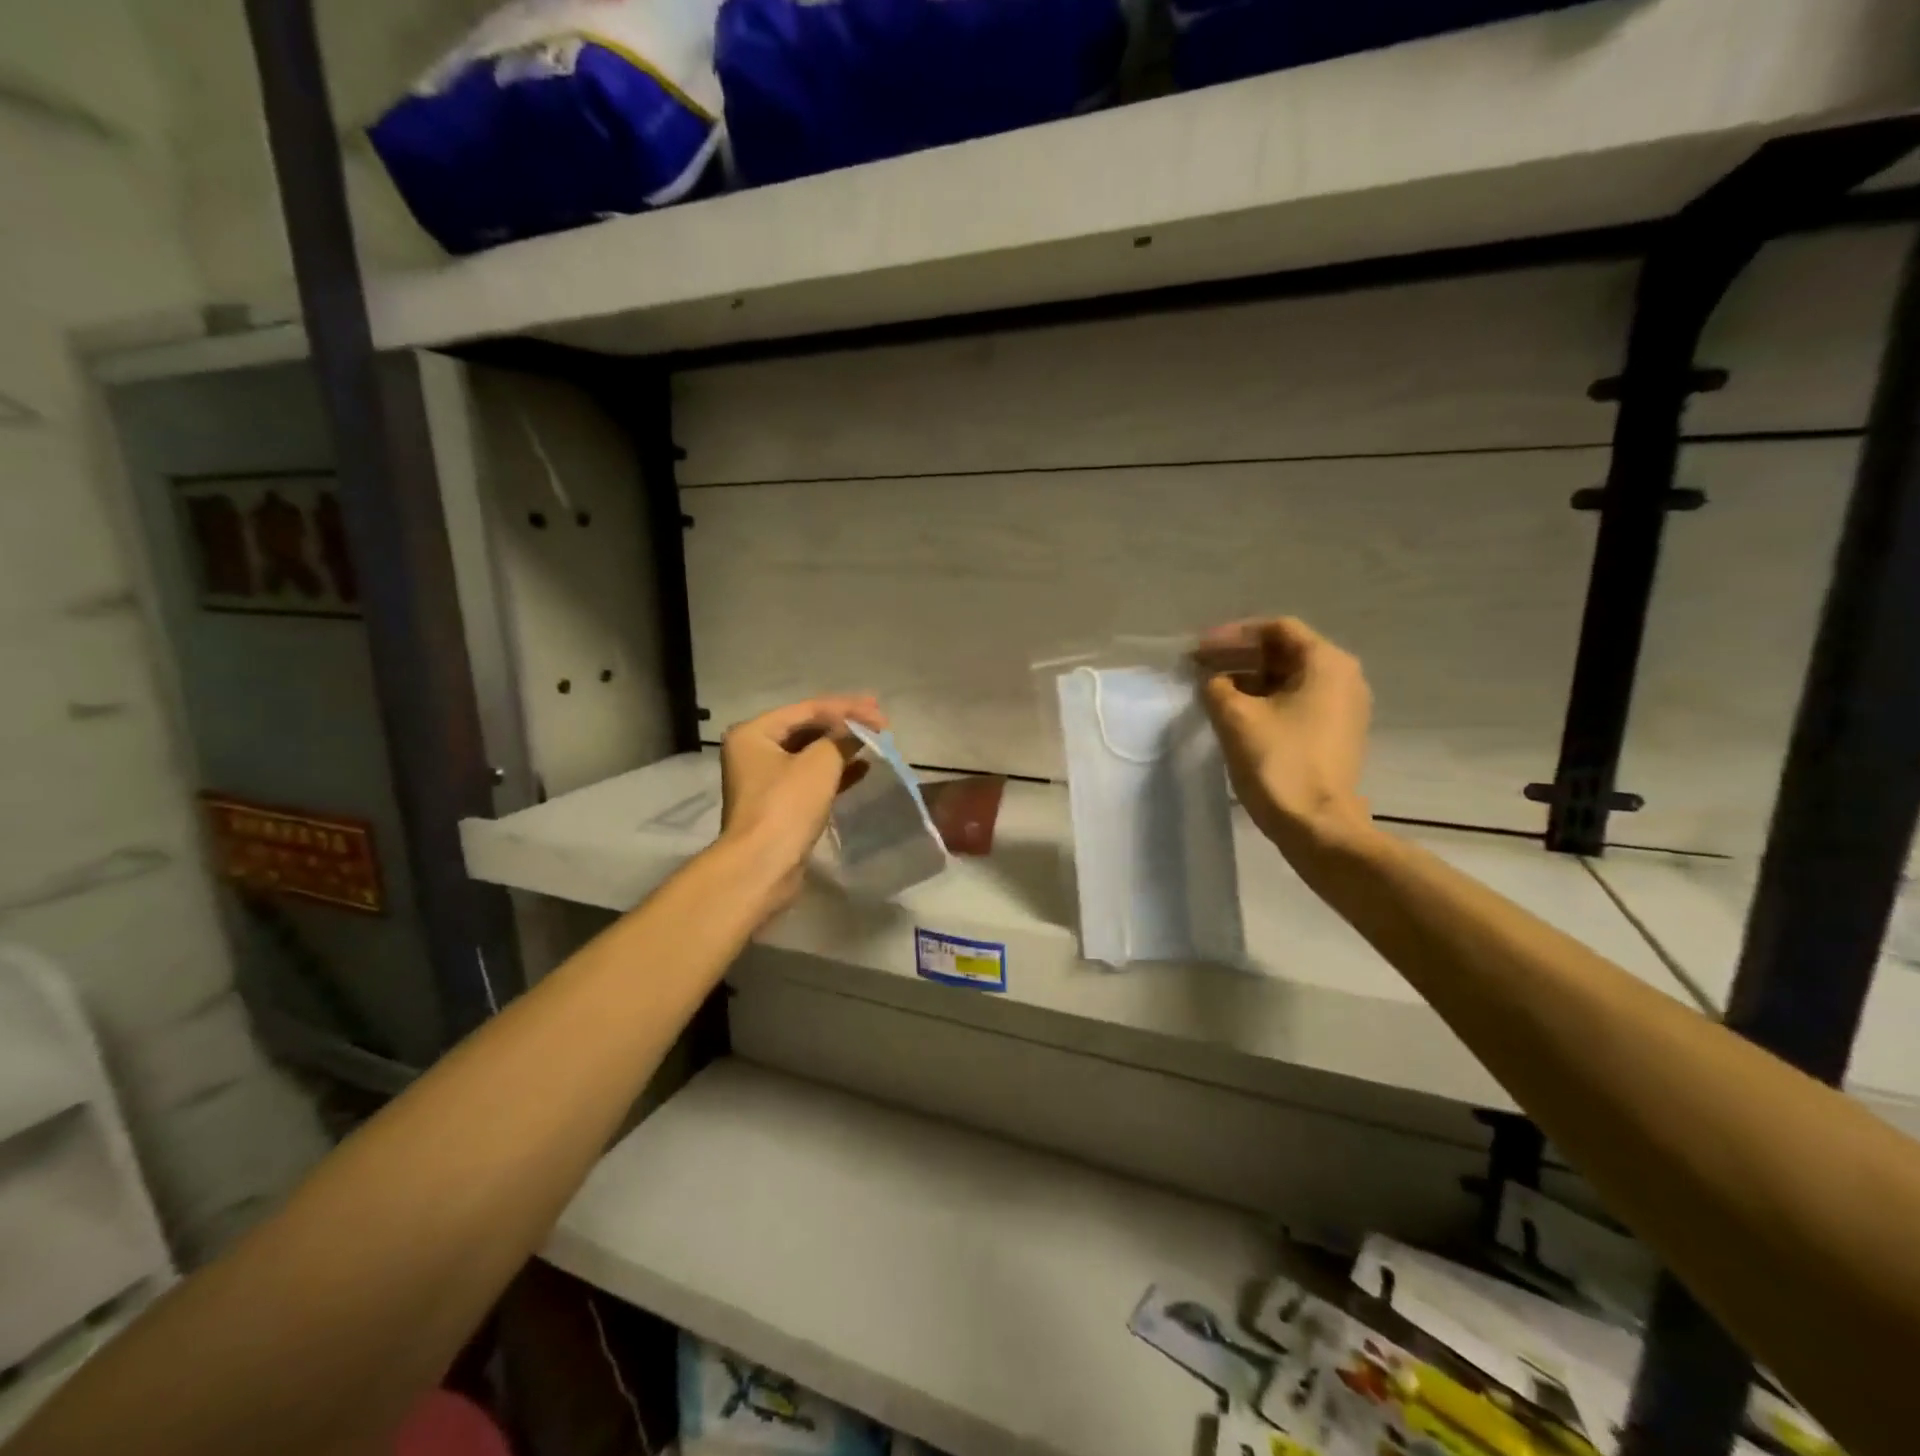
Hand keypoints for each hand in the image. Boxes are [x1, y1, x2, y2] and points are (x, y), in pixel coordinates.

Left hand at [718, 695, 884, 914]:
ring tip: (876, 741)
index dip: (847, 708)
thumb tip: (860, 730)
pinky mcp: (779, 804)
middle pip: (807, 729)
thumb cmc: (787, 806)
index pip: (807, 709)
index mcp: (754, 732)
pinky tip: (863, 767)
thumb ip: (842, 738)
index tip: (880, 711)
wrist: (763, 866)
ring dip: (842, 747)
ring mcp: (765, 780)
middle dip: (844, 725)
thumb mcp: (820, 763)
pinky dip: (836, 771)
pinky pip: (811, 777)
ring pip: (810, 754)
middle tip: (880, 720)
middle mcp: (755, 751)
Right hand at [1196, 618, 1372, 856]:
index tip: (1199, 649)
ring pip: (1289, 679)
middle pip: (1284, 652)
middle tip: (1200, 667)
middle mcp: (1343, 678)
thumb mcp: (1235, 717)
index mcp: (1326, 663)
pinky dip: (1264, 700)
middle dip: (1239, 656)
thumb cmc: (1278, 763)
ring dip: (1248, 679)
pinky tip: (1234, 712)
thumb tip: (1213, 681)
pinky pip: (1296, 702)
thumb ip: (1216, 686)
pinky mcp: (1335, 734)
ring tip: (1211, 690)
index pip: (1276, 629)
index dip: (1232, 635)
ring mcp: (1343, 708)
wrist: (1316, 826)